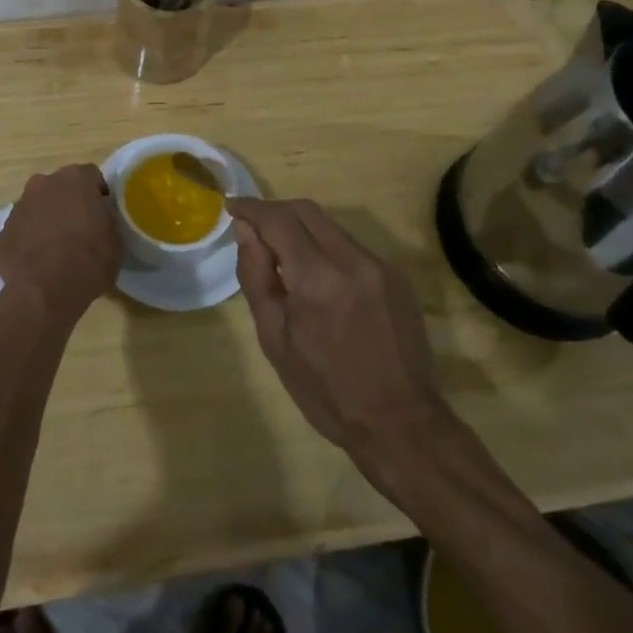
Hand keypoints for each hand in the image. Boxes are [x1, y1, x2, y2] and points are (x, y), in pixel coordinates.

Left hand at [0, 164, 121, 320]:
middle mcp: (43, 184)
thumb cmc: (89, 260)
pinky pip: (21, 231)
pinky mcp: (3, 233)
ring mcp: (19, 208)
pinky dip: (29, 241)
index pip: (91, 176)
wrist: (45, 291)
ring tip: (57, 250)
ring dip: (46, 220)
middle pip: (59, 188)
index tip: (103, 214)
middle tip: (80, 229)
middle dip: (68, 203)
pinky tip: (39, 264)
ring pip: (37, 207)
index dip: (98, 194)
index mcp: (75, 179)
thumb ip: (106, 219)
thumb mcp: (115, 239)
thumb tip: (98, 219)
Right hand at [228, 197, 455, 472]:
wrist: (401, 425)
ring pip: (331, 227)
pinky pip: (352, 248)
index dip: (251, 208)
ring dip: (301, 229)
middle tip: (252, 227)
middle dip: (275, 212)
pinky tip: (318, 279)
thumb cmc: (326, 391)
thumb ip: (257, 277)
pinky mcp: (397, 278)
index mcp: (318, 279)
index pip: (278, 220)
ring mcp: (381, 267)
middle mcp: (353, 261)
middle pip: (307, 211)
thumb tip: (245, 231)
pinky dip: (327, 249)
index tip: (231, 208)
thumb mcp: (275, 340)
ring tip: (282, 255)